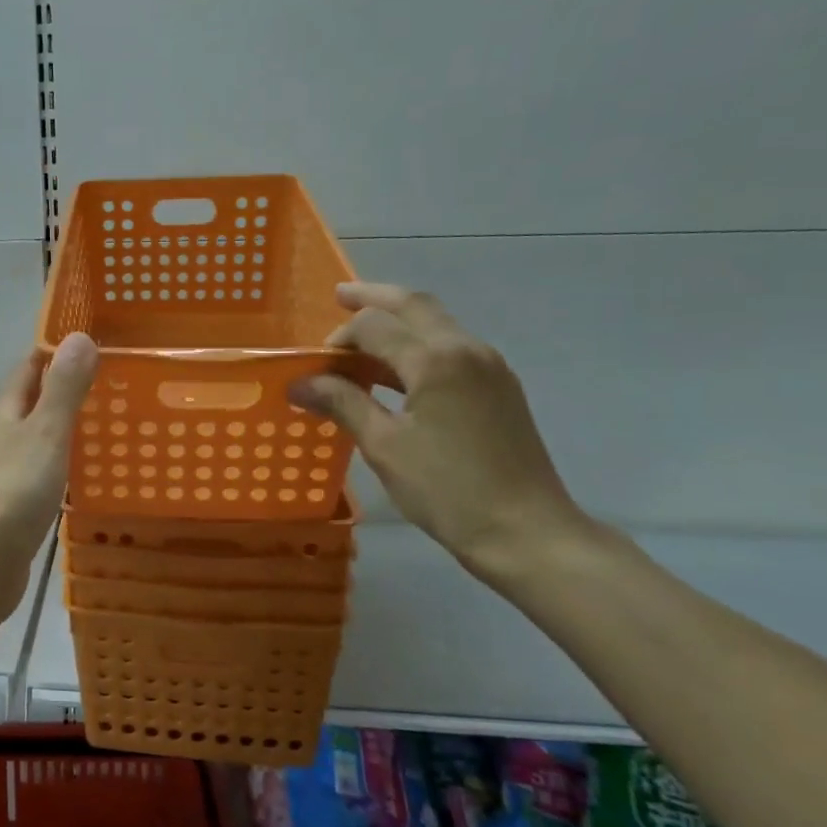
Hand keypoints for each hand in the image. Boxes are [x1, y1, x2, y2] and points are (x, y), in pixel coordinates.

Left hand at [0, 333, 97, 611]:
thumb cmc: (11, 491)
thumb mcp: (45, 433)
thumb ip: (63, 389)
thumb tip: (78, 336)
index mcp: (4, 412)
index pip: (29, 368)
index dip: (56, 351)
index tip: (93, 341)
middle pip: (32, 403)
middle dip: (65, 390)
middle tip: (114, 382)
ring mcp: (2, 473)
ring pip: (37, 439)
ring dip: (65, 429)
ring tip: (108, 424)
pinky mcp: (10, 507)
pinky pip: (41, 474)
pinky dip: (62, 466)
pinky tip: (84, 476)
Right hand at [288, 281, 585, 574]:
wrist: (525, 531)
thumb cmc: (447, 490)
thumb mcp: (384, 447)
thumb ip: (343, 404)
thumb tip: (300, 383)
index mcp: (435, 360)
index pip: (374, 326)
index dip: (338, 340)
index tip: (315, 369)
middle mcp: (466, 349)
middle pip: (414, 304)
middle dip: (374, 297)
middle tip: (340, 296)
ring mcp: (489, 366)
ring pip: (437, 322)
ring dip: (398, 319)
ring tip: (363, 333)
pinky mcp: (499, 386)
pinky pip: (451, 346)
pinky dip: (418, 343)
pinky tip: (398, 368)